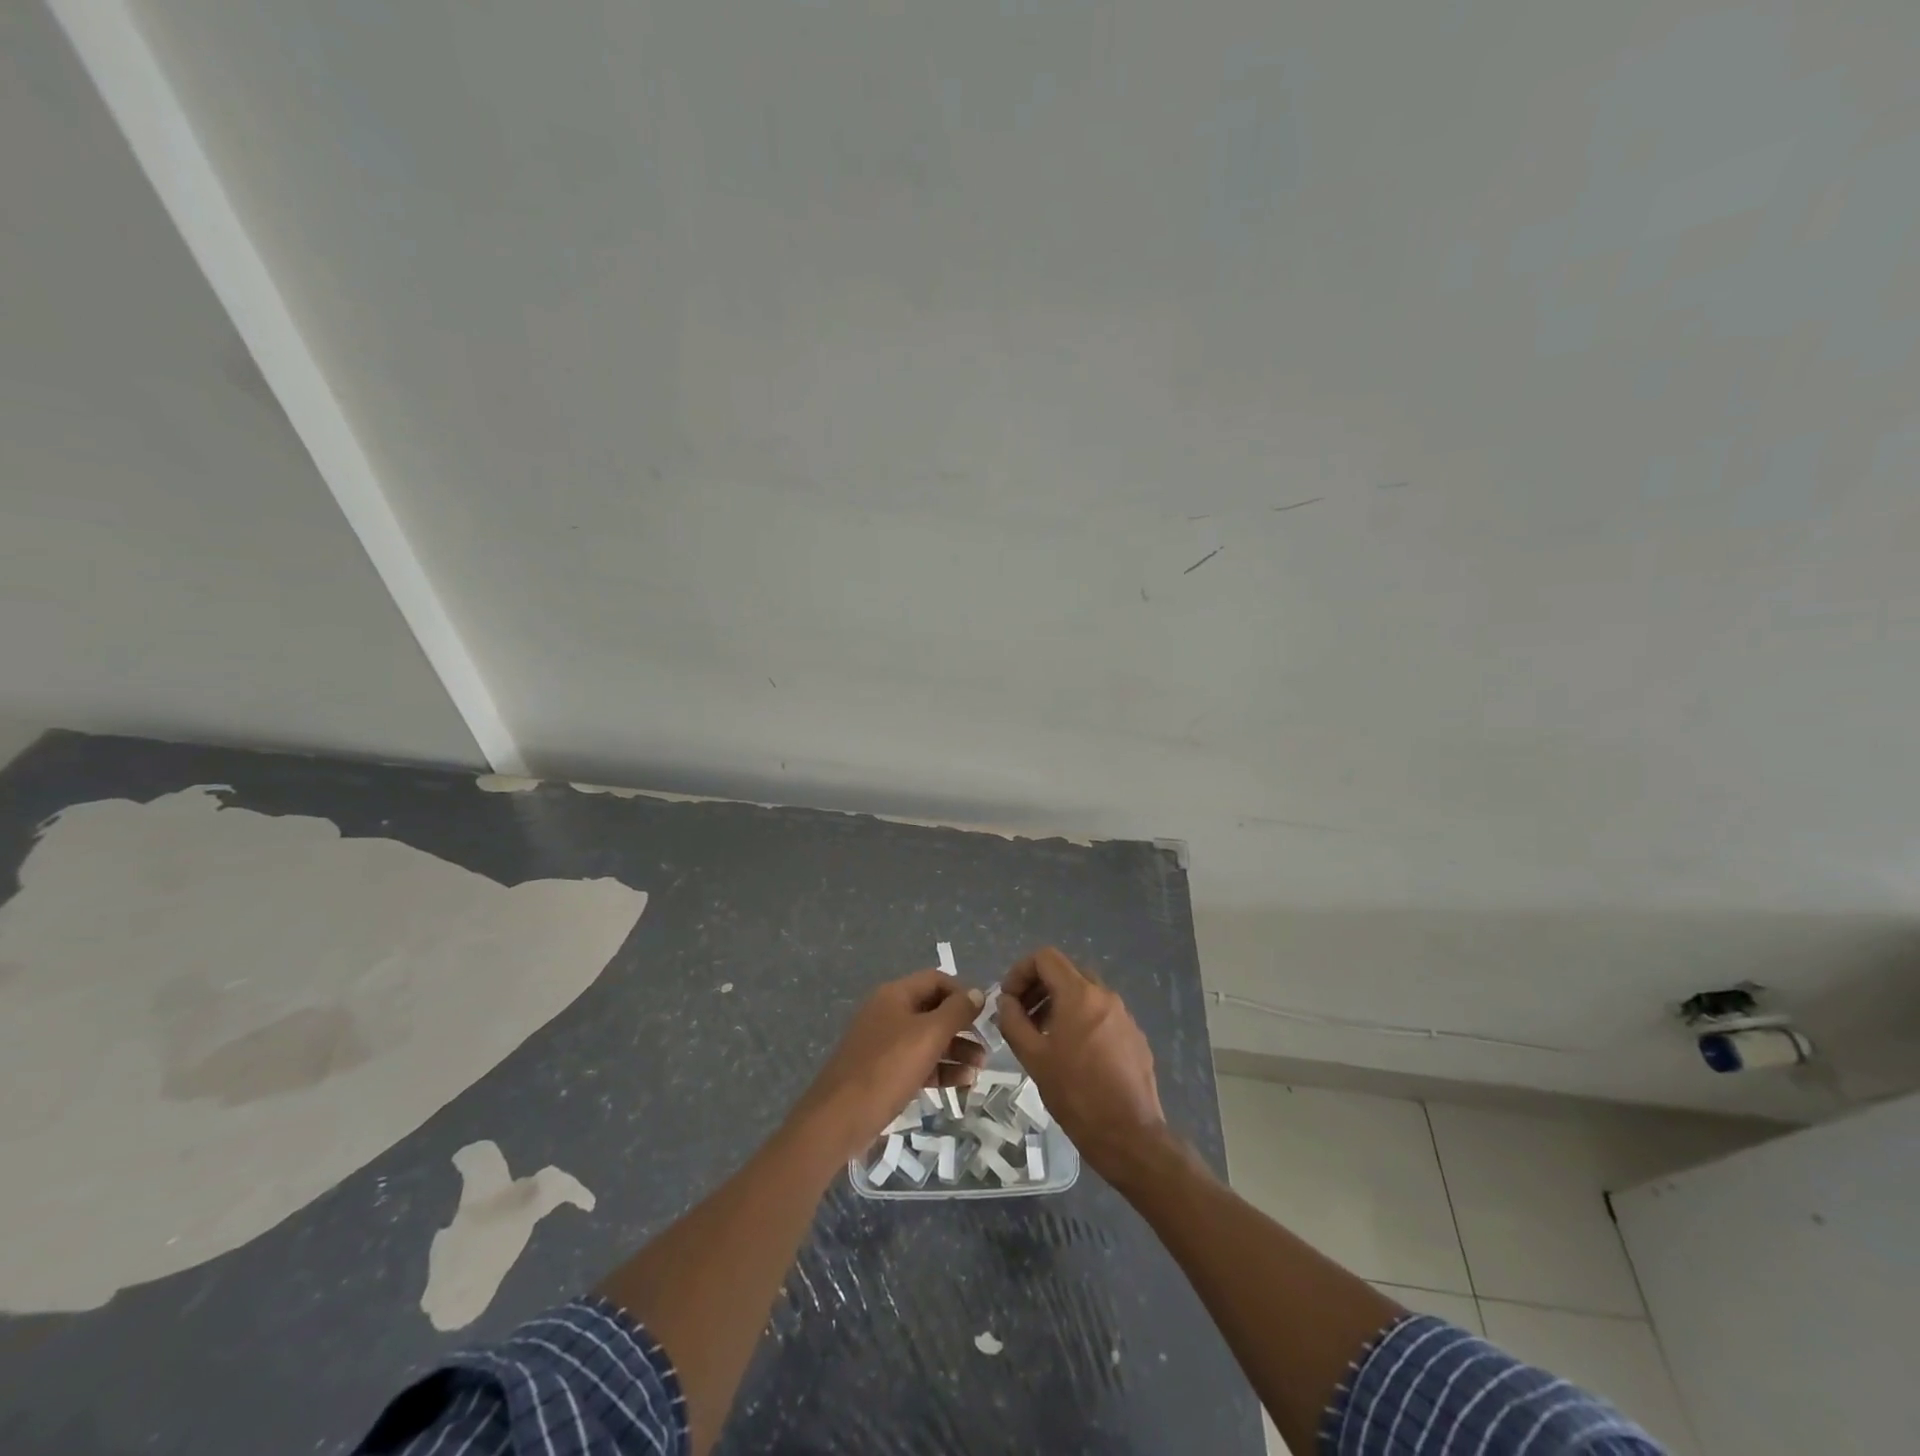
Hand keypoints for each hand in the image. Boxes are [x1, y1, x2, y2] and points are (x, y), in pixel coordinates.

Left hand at [790, 969, 985, 1163]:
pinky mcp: (884, 1072)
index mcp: (895, 995)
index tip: (984, 1016)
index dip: (962, 994)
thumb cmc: (886, 1069)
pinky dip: (941, 1069)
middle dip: (962, 1027)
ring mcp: (885, 1043)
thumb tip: (977, 992)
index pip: (936, 980)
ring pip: (928, 1038)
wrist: (838, 1119)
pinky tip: (962, 1084)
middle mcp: (889, 1012)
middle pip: (934, 1010)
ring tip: (979, 1070)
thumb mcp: (927, 1036)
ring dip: (956, 1050)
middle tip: (986, 1048)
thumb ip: (956, 1011)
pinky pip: (919, 1062)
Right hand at [996, 947, 1168, 1184]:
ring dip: (1059, 1004)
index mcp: (1079, 994)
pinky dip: (1082, 1020)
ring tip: (1044, 1037)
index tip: (1009, 999)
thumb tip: (1006, 1002)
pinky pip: (1102, 1015)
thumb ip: (1013, 1021)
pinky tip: (1074, 1055)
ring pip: (1085, 993)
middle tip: (1022, 1017)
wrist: (1129, 1135)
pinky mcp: (1135, 1036)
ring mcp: (1124, 1015)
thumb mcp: (1033, 1057)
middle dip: (1039, 988)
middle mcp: (1105, 995)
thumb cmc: (1076, 1094)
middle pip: (1066, 972)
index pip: (1045, 958)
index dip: (1020, 972)